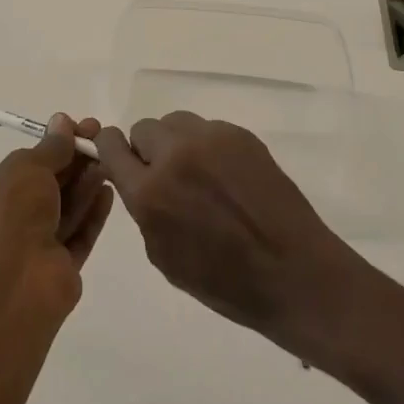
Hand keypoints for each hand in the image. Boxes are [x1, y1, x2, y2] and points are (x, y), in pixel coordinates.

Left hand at [0, 114, 114, 319]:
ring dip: (86, 183)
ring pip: (65, 209)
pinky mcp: (60, 269)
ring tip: (109, 160)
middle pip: (47, 186)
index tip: (80, 128)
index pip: (24, 166)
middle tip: (102, 139)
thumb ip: (50, 147)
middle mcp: (8, 223)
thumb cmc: (10, 215)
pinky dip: (93, 213)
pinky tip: (109, 192)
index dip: (53, 145)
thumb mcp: (27, 168)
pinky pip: (79, 235)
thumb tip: (63, 122)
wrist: (14, 285)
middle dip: (74, 161)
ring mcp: (34, 248)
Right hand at [93, 111, 359, 345]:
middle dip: (148, 150)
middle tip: (168, 176)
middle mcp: (175, 156)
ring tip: (198, 174)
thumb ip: (144, 211)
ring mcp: (211, 139)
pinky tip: (227, 176)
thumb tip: (140, 182)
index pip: (112, 146)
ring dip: (177, 143)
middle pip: (144, 128)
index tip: (118, 157)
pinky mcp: (240, 135)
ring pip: (176, 122)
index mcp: (150, 193)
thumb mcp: (164, 256)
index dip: (111, 149)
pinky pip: (208, 129)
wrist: (292, 272)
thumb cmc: (224, 282)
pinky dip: (208, 147)